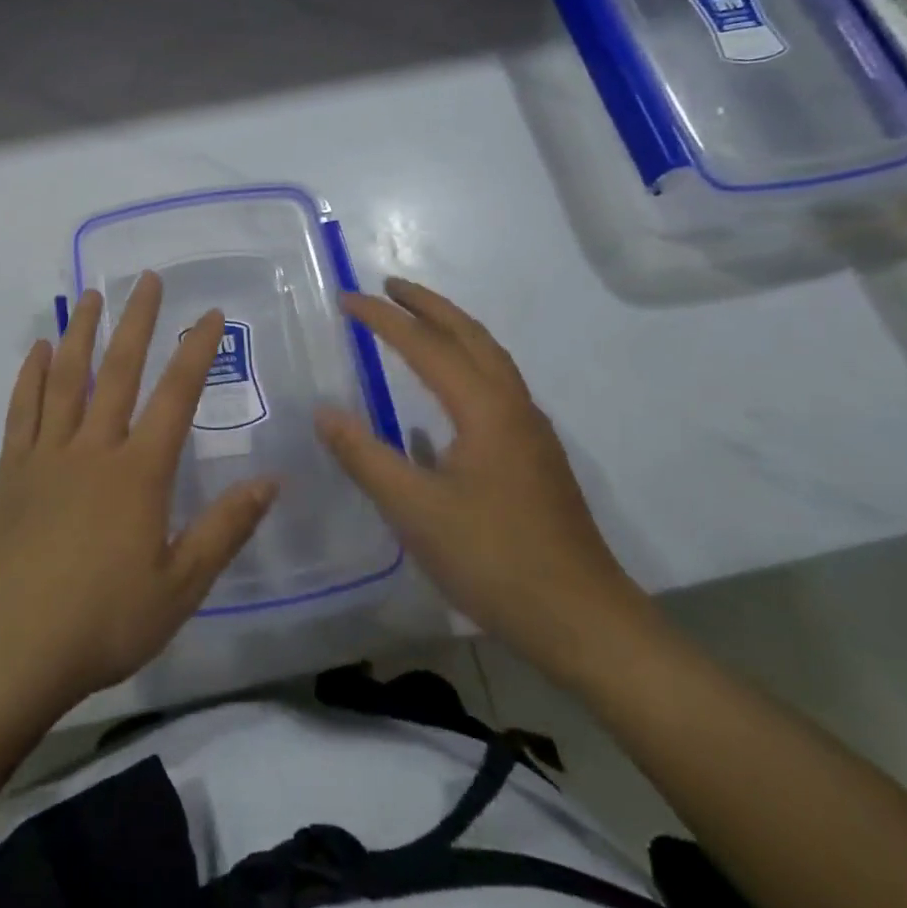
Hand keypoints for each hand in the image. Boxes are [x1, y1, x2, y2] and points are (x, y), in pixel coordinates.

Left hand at [0, 273, 276, 710]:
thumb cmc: (101, 622)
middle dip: (136, 321)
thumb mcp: (179, 588)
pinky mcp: (12, 471)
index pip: (175, 396)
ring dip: (81, 333)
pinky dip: (31, 376)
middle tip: (146, 279)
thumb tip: (270, 481)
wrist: (8, 650)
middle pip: (118, 371)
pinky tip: (38, 351)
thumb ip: (224, 530)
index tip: (210, 314)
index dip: (195, 351)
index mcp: (138, 473)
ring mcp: (47, 455)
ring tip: (90, 295)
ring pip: (67, 379)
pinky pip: (22, 410)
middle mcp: (93, 449)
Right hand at [315, 277, 650, 687]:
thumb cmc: (493, 559)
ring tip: (416, 322)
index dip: (383, 319)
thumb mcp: (414, 509)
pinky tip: (444, 394)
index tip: (346, 298)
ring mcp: (530, 432)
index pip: (425, 345)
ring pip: (490, 359)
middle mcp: (513, 406)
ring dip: (452, 330)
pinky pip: (495, 387)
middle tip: (388, 286)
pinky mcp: (535, 457)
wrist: (583, 621)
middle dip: (428, 305)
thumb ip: (364, 456)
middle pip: (471, 335)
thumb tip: (323, 411)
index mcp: (485, 409)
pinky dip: (466, 364)